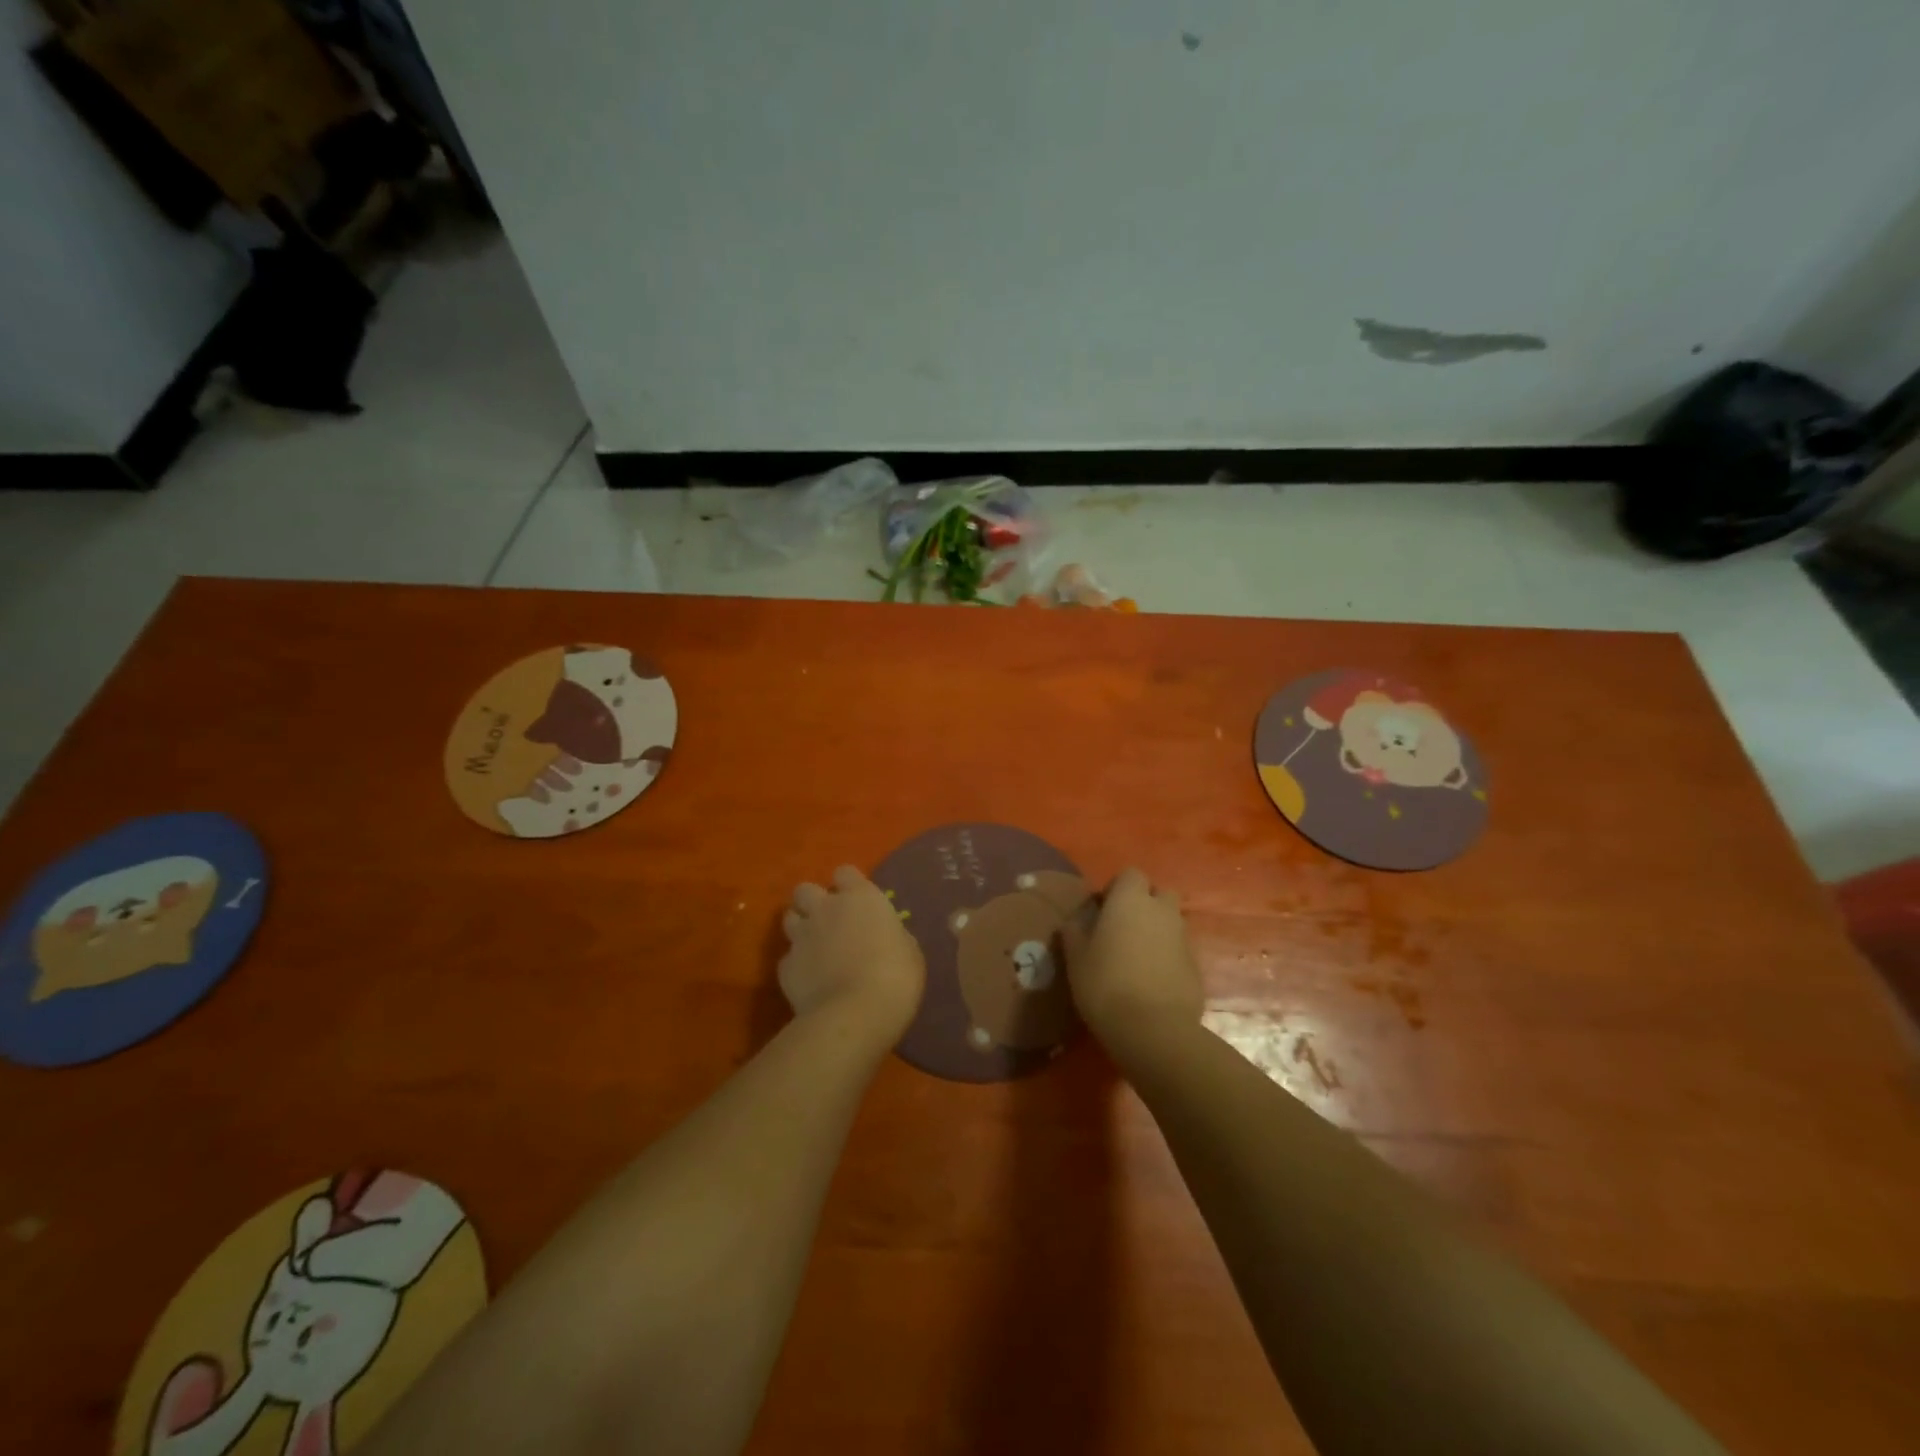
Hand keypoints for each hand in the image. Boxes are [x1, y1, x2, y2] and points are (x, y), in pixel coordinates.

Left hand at [779, 866, 924, 1037]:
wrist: (855, 1015)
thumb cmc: (896, 977)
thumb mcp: (909, 951)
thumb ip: (892, 934)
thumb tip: (885, 936)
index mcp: (860, 897)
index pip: (845, 872)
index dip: (849, 885)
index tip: (858, 902)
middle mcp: (825, 908)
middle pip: (806, 889)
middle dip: (814, 902)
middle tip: (830, 922)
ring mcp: (801, 936)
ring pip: (790, 918)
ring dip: (801, 928)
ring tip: (816, 948)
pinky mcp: (784, 967)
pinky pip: (788, 958)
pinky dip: (797, 965)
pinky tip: (810, 980)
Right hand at [1067, 868, 1202, 1045]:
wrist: (1153, 1030)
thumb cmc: (1105, 984)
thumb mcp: (1075, 958)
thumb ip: (1074, 931)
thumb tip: (1075, 921)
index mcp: (1130, 900)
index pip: (1130, 874)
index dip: (1117, 888)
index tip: (1102, 909)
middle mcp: (1162, 911)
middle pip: (1159, 894)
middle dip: (1144, 904)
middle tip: (1123, 929)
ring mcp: (1183, 938)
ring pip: (1171, 922)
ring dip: (1157, 931)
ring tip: (1136, 957)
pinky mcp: (1196, 966)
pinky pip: (1179, 950)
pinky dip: (1168, 957)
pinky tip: (1152, 980)